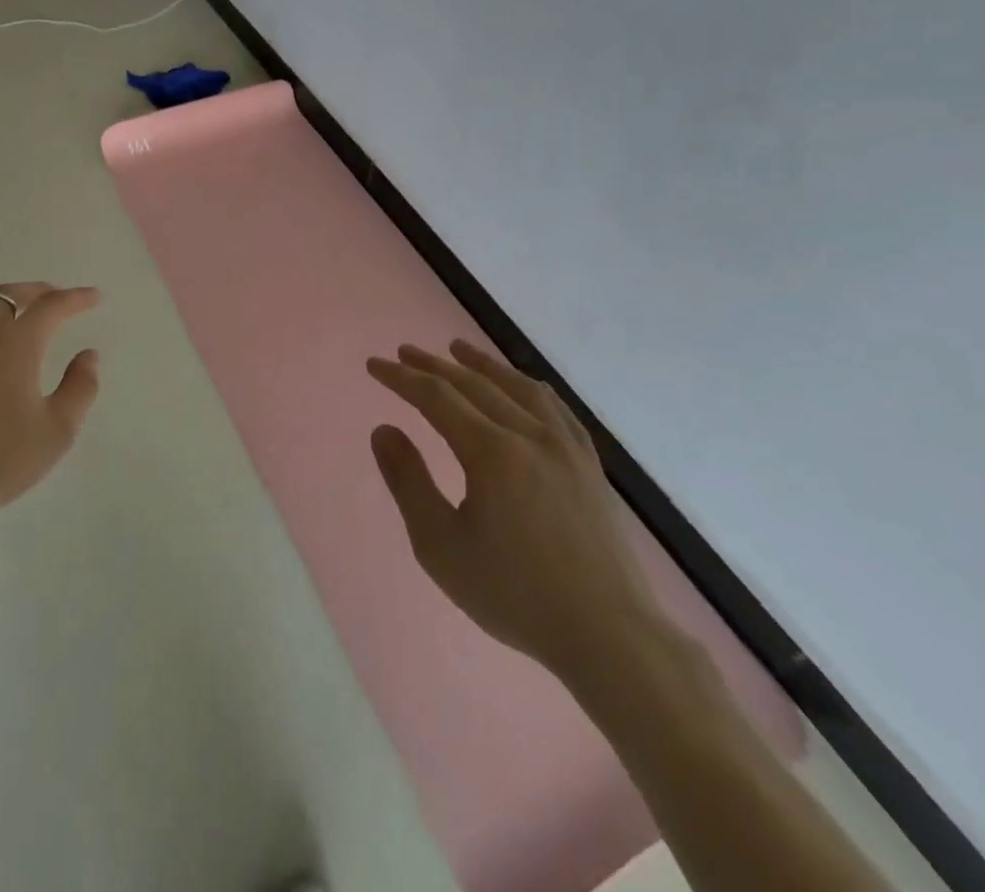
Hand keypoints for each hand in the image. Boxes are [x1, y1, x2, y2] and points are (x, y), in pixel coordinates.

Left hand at [0, 283, 101, 550]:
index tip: (93, 297)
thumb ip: (80, 388)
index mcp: (14, 345)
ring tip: (8, 306)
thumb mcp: (56, 432)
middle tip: (53, 298)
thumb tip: (88, 355)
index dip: (75, 298)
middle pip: (7, 295)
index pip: (51, 307)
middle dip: (35, 292)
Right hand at [367, 341, 659, 683]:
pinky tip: (522, 386)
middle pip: (474, 384)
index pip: (436, 397)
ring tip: (457, 349)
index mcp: (491, 452)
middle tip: (404, 352)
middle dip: (433, 365)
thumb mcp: (441, 546)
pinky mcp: (589, 466)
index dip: (401, 378)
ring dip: (482, 364)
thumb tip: (384, 429)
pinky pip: (556, 408)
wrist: (609, 636)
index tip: (374, 365)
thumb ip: (408, 482)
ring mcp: (566, 447)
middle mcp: (530, 435)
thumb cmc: (515, 594)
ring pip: (518, 387)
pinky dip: (528, 386)